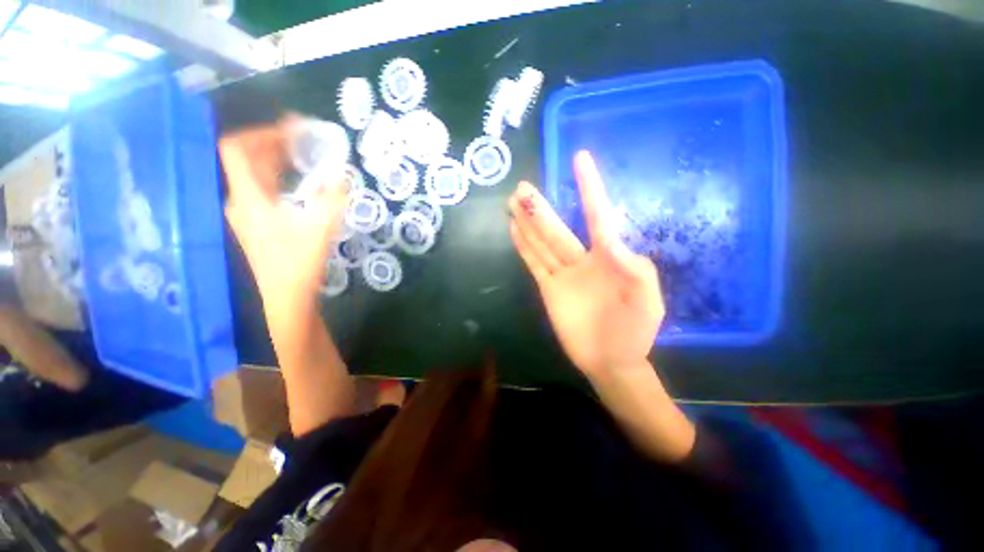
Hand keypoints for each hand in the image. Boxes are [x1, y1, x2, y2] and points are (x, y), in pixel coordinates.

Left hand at [220, 117, 349, 313]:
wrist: (287, 295)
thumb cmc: (298, 262)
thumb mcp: (320, 227)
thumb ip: (332, 198)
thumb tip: (343, 175)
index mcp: (248, 197)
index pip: (236, 149)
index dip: (260, 132)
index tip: (290, 130)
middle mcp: (240, 200)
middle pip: (246, 159)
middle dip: (273, 143)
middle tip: (303, 138)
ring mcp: (247, 212)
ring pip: (255, 175)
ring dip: (276, 160)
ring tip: (303, 155)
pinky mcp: (257, 222)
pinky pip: (262, 189)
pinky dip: (278, 177)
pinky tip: (299, 181)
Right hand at [509, 151, 664, 376]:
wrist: (610, 360)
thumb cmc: (634, 332)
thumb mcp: (647, 303)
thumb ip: (637, 272)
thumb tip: (616, 243)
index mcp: (610, 258)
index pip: (597, 216)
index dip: (589, 188)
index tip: (580, 159)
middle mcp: (583, 260)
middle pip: (558, 229)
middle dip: (540, 209)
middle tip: (523, 187)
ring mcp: (563, 274)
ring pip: (542, 243)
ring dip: (528, 222)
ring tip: (514, 201)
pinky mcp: (549, 289)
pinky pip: (534, 264)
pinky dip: (524, 247)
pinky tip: (514, 229)